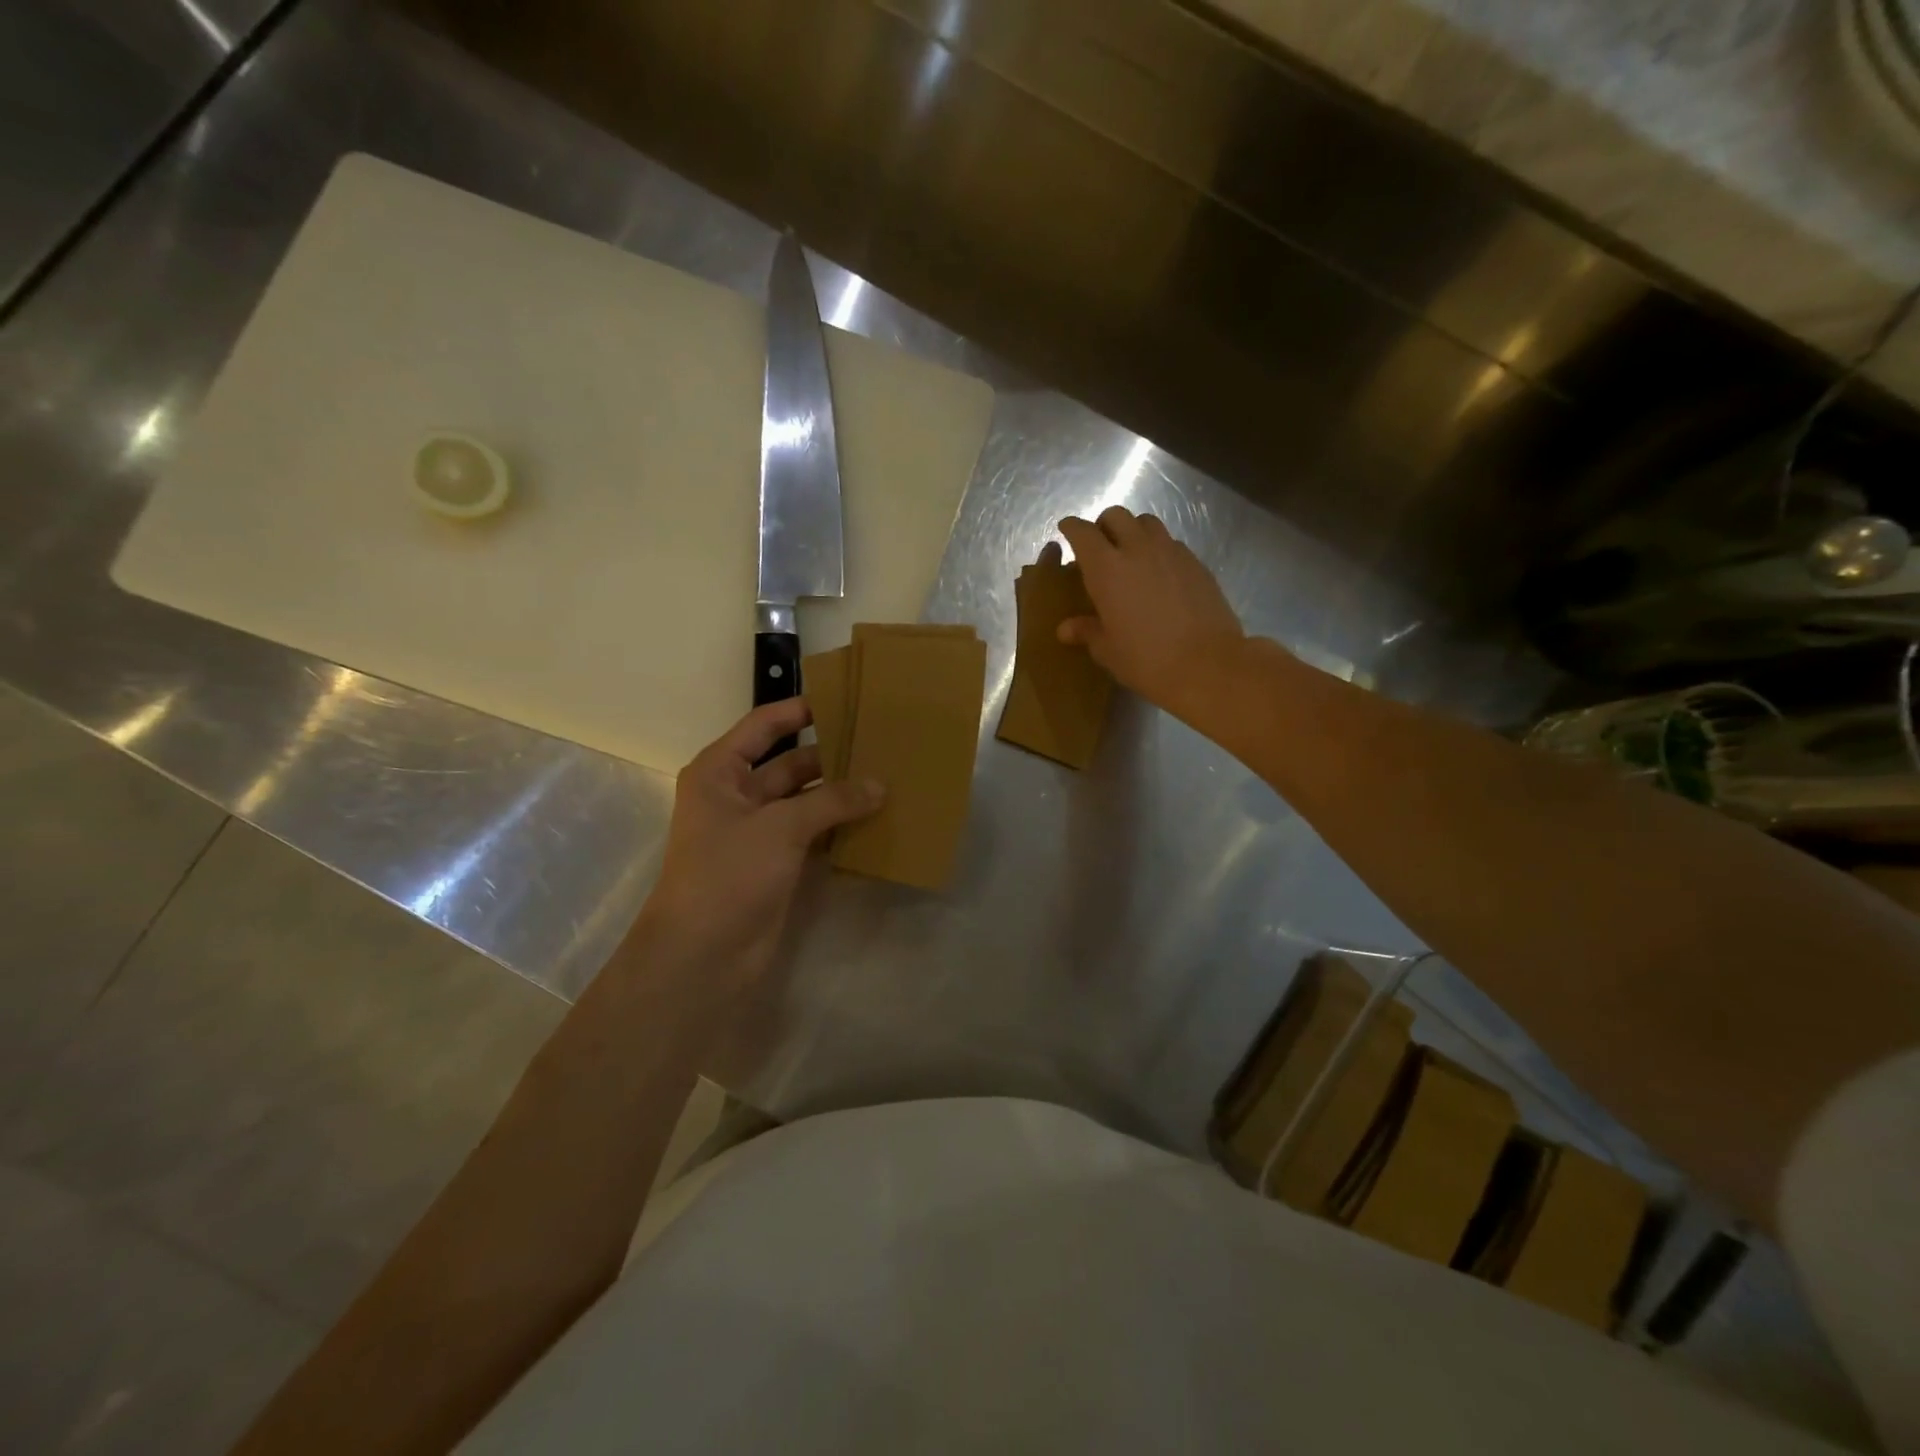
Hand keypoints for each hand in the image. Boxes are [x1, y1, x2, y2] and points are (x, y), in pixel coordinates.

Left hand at [636, 698, 882, 996]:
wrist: (703, 955)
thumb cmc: (729, 874)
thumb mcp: (781, 827)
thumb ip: (833, 801)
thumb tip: (880, 785)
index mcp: (721, 772)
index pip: (763, 725)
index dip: (800, 710)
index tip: (844, 699)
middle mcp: (737, 795)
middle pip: (790, 762)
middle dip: (831, 755)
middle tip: (880, 744)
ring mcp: (758, 831)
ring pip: (806, 799)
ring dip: (840, 792)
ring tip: (887, 777)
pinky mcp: (776, 862)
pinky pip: (813, 831)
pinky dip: (839, 825)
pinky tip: (875, 818)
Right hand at [1055, 507, 1245, 718]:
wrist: (1208, 664)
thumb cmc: (1147, 659)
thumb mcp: (1108, 650)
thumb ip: (1087, 631)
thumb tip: (1066, 628)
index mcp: (1106, 568)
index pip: (1083, 532)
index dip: (1072, 527)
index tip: (1066, 530)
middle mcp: (1137, 549)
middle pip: (1116, 515)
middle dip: (1103, 525)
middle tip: (1099, 546)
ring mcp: (1171, 552)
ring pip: (1146, 522)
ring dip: (1133, 531)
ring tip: (1130, 554)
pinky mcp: (1196, 562)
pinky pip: (1171, 542)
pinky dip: (1158, 548)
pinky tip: (1159, 573)